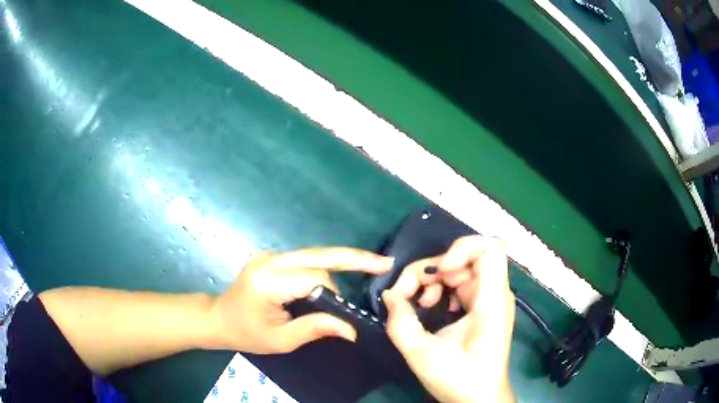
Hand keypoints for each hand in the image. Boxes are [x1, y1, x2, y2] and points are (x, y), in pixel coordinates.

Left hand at [209, 248, 392, 353]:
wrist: (218, 318)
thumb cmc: (246, 333)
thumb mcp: (281, 340)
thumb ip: (316, 329)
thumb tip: (352, 329)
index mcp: (268, 281)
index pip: (313, 279)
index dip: (335, 294)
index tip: (346, 314)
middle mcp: (270, 261)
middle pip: (319, 254)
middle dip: (353, 258)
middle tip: (384, 262)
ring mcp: (270, 256)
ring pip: (314, 254)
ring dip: (340, 263)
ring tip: (368, 268)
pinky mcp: (273, 258)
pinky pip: (306, 259)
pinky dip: (326, 266)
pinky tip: (343, 271)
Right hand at [383, 236, 515, 402]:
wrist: (480, 399)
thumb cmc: (459, 380)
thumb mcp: (422, 354)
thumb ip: (401, 323)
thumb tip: (390, 295)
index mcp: (491, 302)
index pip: (489, 249)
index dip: (461, 249)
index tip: (437, 271)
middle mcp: (495, 294)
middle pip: (467, 258)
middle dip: (433, 269)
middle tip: (408, 293)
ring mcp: (490, 300)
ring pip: (461, 270)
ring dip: (434, 281)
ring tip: (418, 305)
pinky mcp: (482, 308)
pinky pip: (461, 284)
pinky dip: (441, 290)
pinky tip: (429, 309)